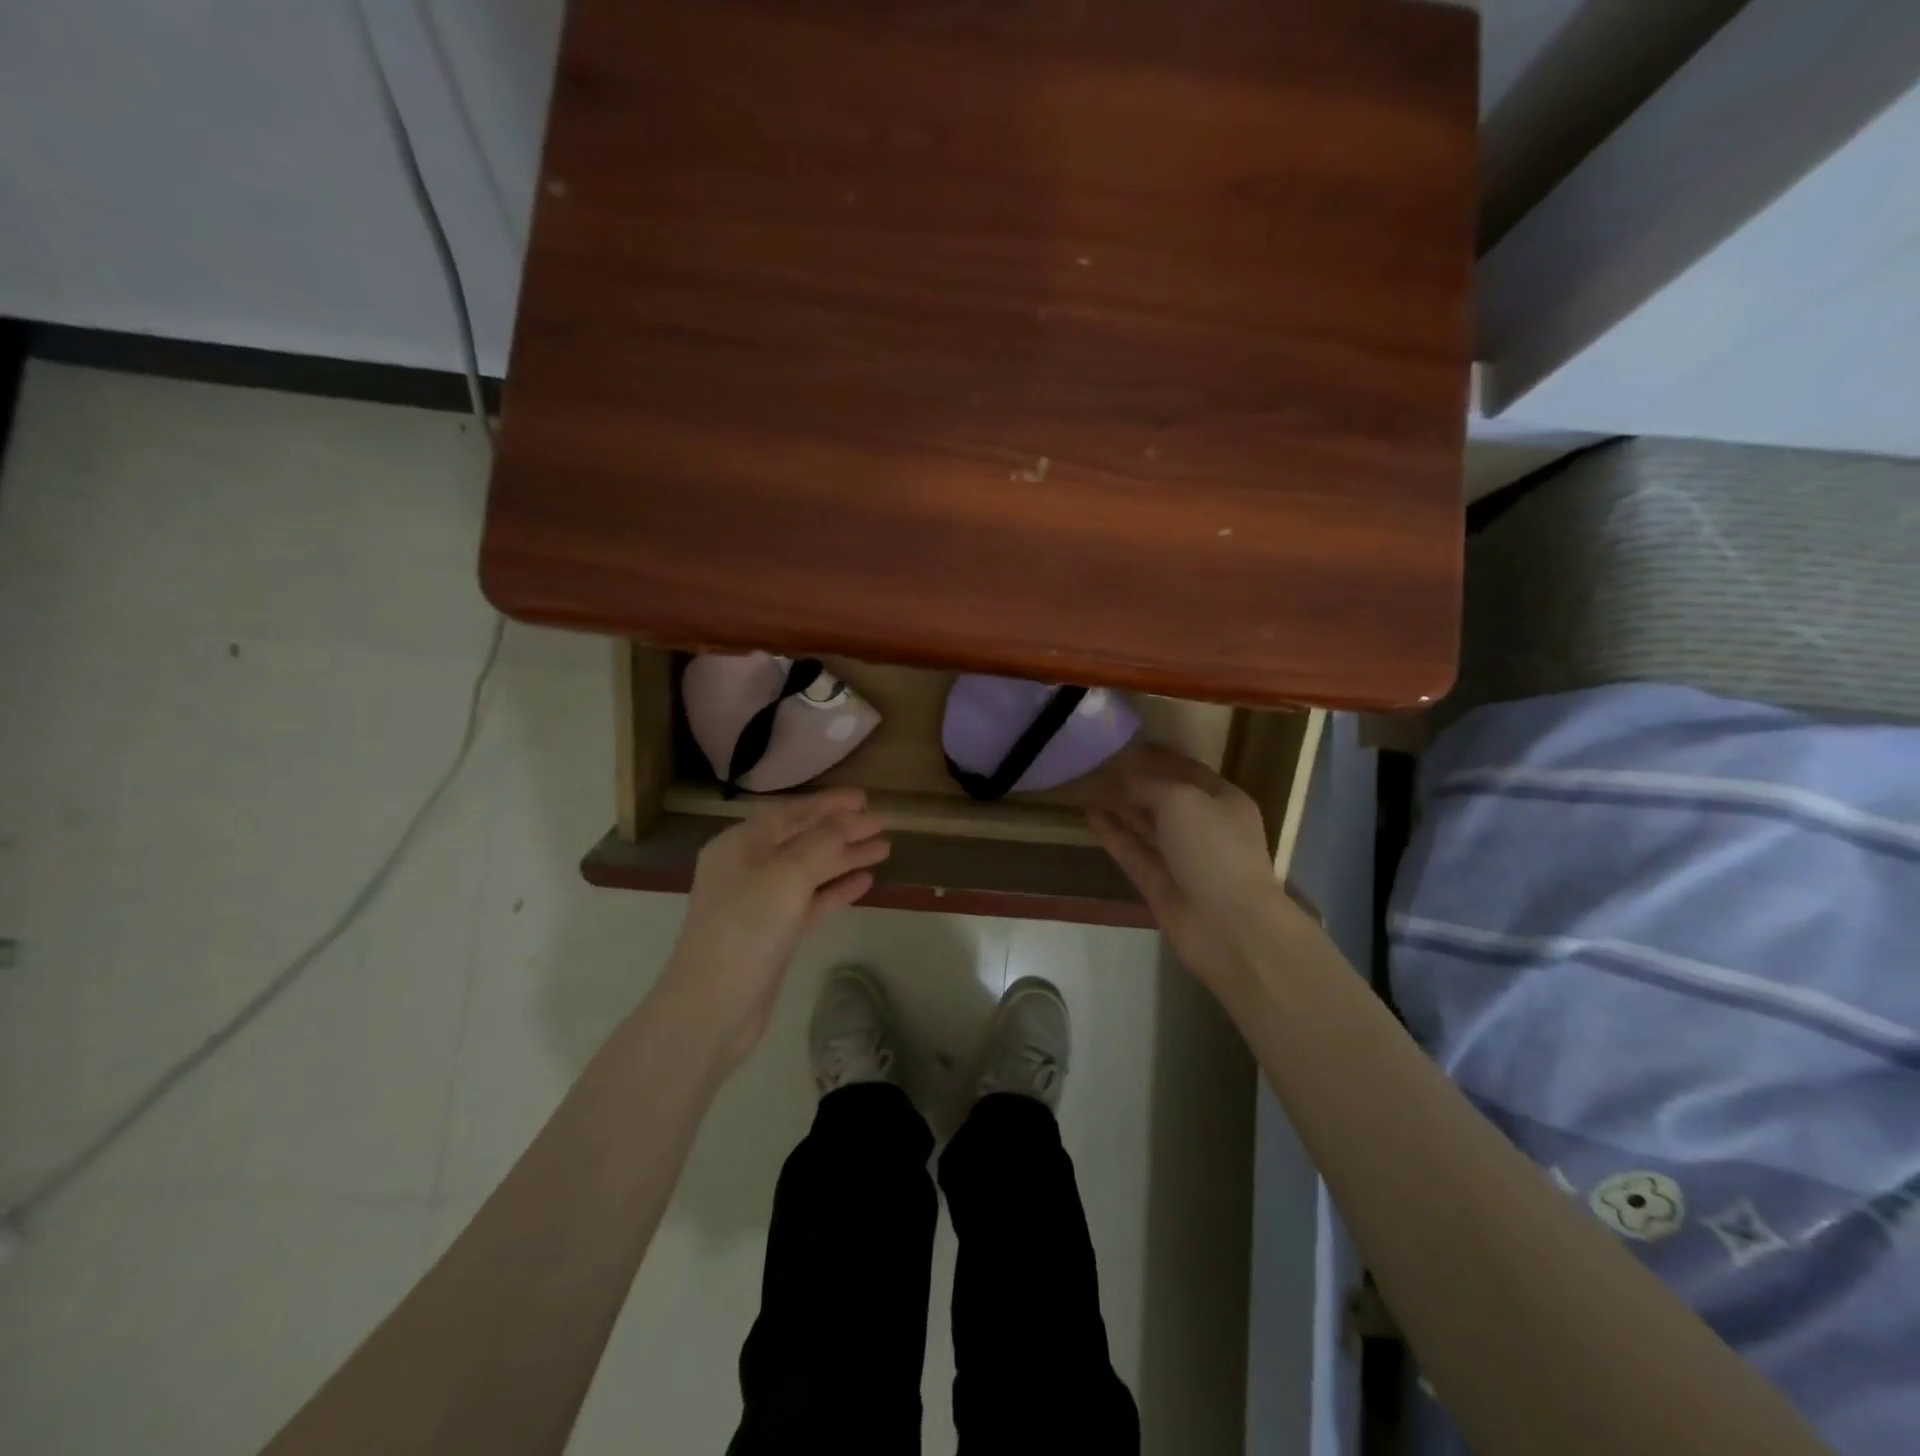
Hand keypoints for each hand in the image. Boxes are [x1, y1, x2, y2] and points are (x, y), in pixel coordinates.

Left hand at [656, 788, 888, 1069]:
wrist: (713, 1006)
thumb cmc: (746, 928)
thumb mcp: (787, 874)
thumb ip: (823, 842)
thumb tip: (850, 820)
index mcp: (741, 844)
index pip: (792, 813)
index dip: (830, 804)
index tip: (865, 798)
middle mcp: (748, 867)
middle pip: (804, 840)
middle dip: (843, 831)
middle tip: (882, 823)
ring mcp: (760, 902)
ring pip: (811, 870)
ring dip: (845, 858)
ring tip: (884, 850)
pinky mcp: (774, 933)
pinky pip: (811, 901)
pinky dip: (836, 889)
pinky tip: (865, 882)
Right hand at [1087, 745, 1284, 995]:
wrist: (1228, 926)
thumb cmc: (1213, 849)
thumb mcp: (1181, 800)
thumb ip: (1149, 784)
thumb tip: (1122, 778)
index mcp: (1224, 800)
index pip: (1188, 770)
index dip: (1158, 756)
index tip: (1125, 744)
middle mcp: (1205, 827)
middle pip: (1165, 797)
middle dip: (1135, 781)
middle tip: (1099, 764)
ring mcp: (1182, 858)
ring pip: (1146, 825)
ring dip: (1120, 806)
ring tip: (1087, 784)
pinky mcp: (1160, 884)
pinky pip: (1133, 851)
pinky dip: (1113, 833)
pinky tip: (1090, 814)